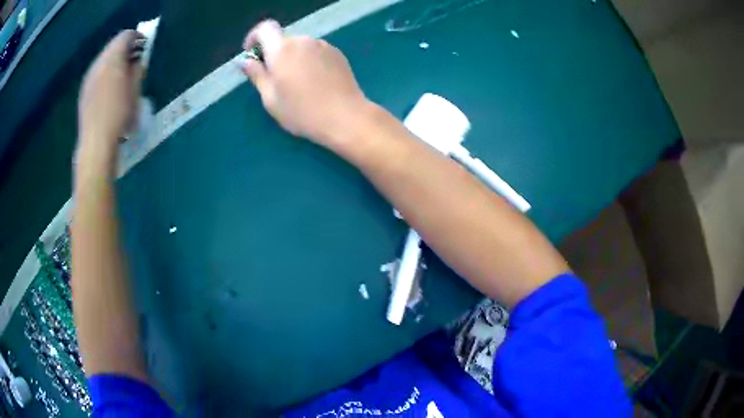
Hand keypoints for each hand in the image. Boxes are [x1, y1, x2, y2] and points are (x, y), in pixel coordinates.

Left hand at [78, 30, 143, 145]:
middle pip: (113, 46)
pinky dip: (105, 72)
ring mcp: (89, 77)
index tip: (144, 46)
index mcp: (112, 59)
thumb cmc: (119, 115)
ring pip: (103, 59)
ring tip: (122, 74)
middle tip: (135, 59)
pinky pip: (97, 72)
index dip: (137, 38)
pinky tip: (110, 87)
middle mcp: (98, 64)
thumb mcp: (135, 90)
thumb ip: (137, 70)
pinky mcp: (84, 91)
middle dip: (125, 49)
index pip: (126, 36)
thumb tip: (137, 61)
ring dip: (114, 61)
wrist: (96, 142)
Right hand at [240, 20, 370, 149]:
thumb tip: (245, 60)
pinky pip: (316, 52)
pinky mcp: (337, 53)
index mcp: (282, 49)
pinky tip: (315, 82)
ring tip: (298, 84)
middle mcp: (303, 41)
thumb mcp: (270, 98)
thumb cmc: (302, 112)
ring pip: (300, 46)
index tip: (252, 54)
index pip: (265, 28)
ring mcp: (323, 45)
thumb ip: (256, 75)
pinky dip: (309, 61)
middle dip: (274, 53)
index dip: (255, 37)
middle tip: (275, 78)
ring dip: (293, 58)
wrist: (345, 117)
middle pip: (283, 40)